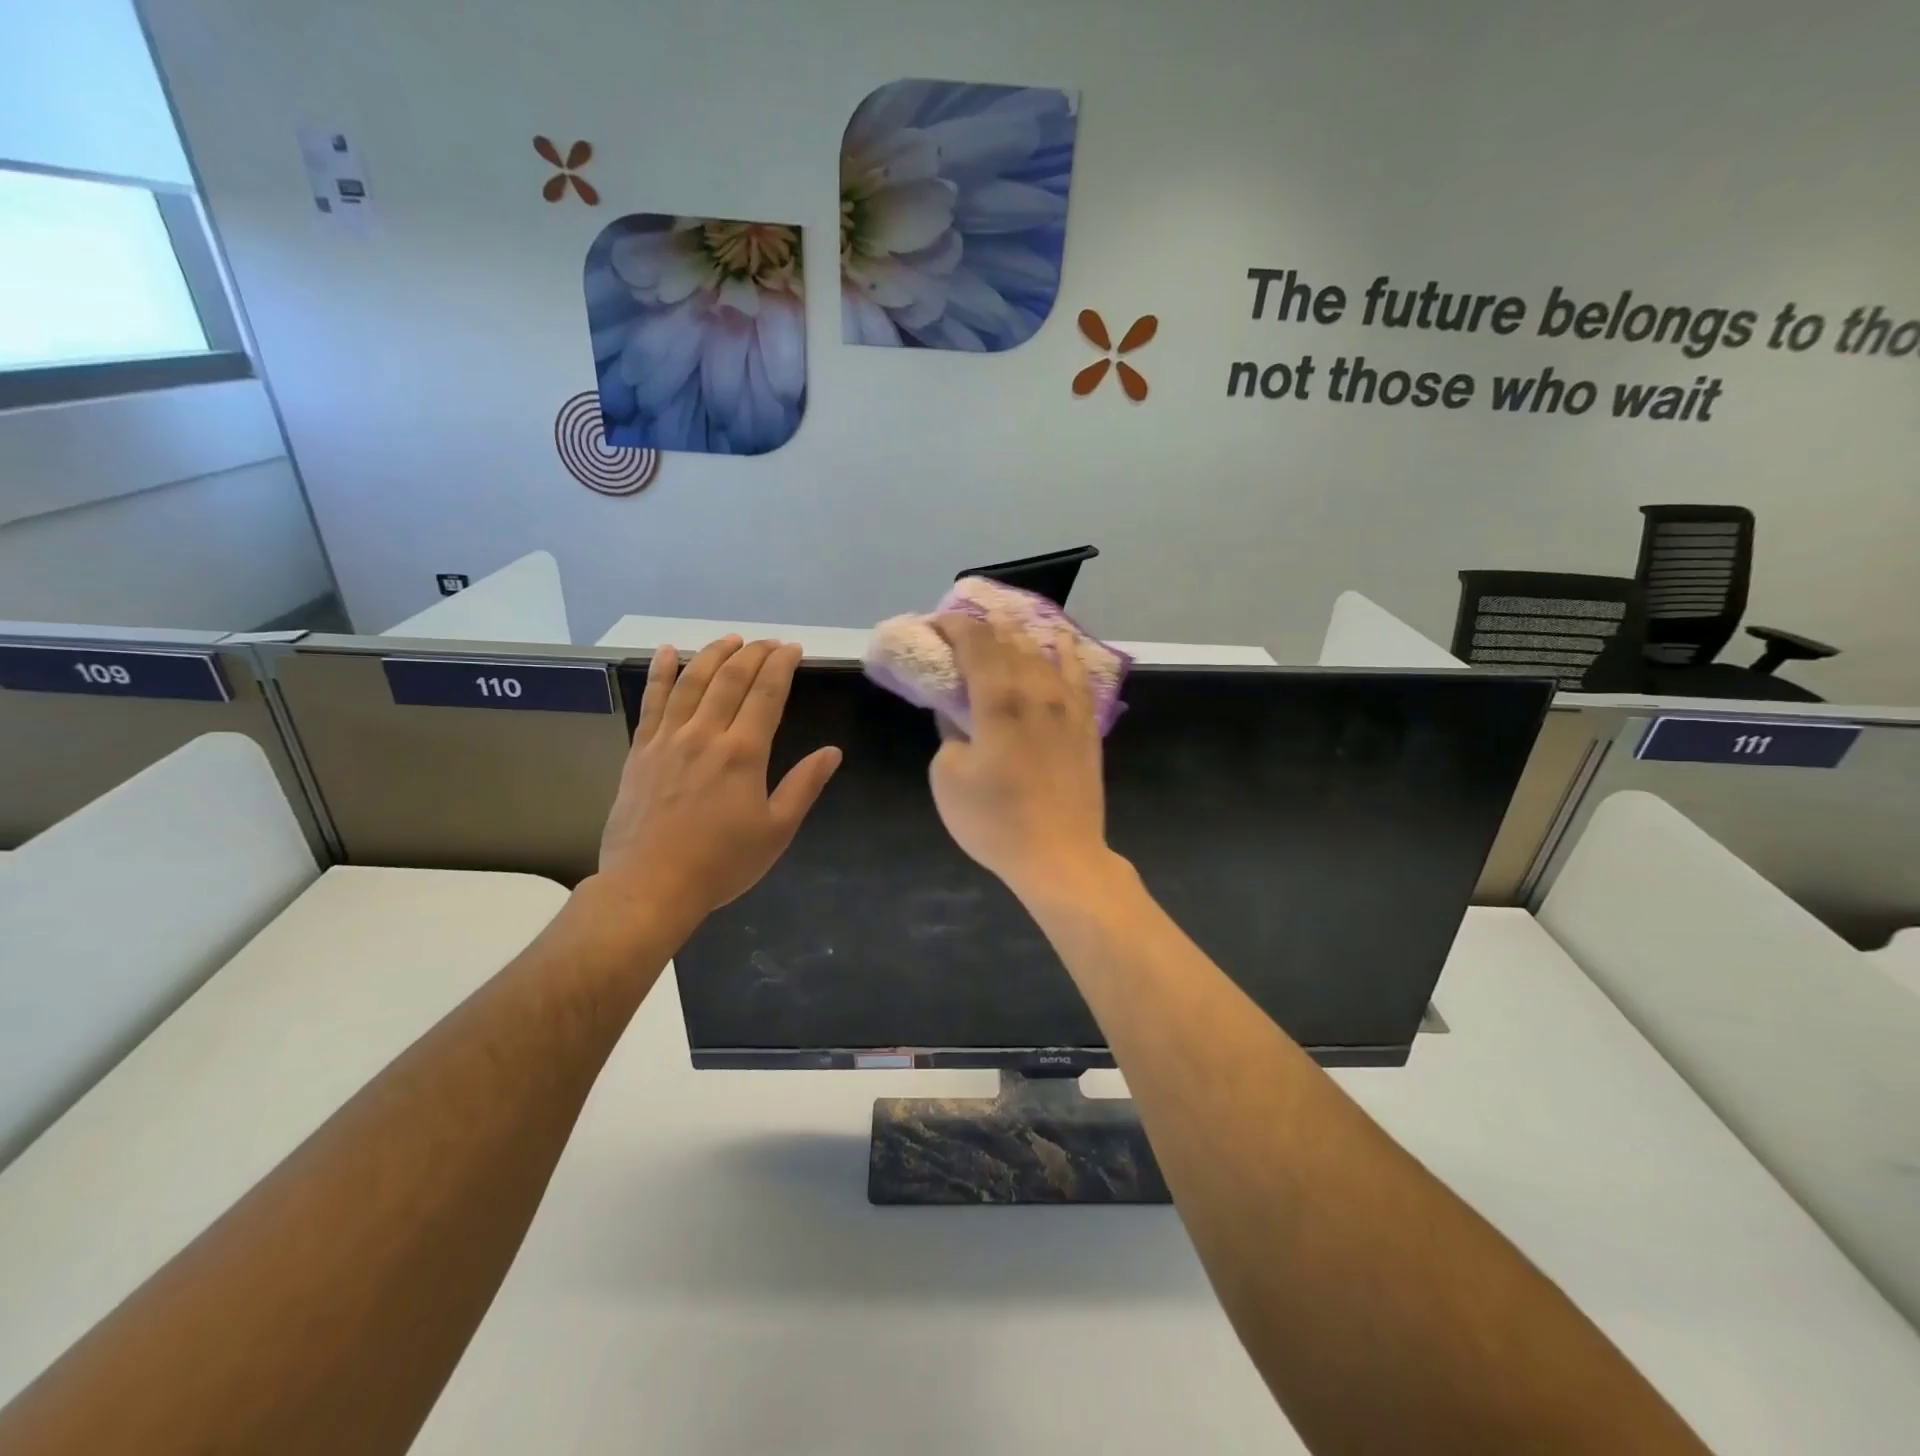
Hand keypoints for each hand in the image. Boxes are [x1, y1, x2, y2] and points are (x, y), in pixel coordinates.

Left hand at [595, 637, 840, 921]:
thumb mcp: (776, 831)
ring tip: (730, 639)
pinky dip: (659, 672)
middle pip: (730, 678)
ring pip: (691, 681)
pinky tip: (666, 651)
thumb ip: (804, 786)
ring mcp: (668, 739)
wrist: (651, 886)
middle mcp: (705, 734)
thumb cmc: (722, 863)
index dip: (781, 665)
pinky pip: (651, 701)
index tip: (792, 649)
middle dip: (753, 653)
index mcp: (743, 753)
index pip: (766, 693)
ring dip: (713, 654)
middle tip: (769, 642)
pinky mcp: (641, 750)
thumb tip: (831, 752)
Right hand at [928, 613, 1116, 902]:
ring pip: (1043, 651)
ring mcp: (1068, 704)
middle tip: (962, 628)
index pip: (976, 641)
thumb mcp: (948, 777)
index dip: (954, 625)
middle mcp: (1037, 689)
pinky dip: (1063, 652)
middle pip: (1009, 640)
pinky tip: (1058, 642)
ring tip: (1002, 628)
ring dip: (1018, 635)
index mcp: (998, 698)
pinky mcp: (1087, 723)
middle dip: (983, 627)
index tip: (936, 624)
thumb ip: (950, 732)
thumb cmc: (994, 820)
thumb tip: (959, 714)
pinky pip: (1077, 674)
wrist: (1059, 855)